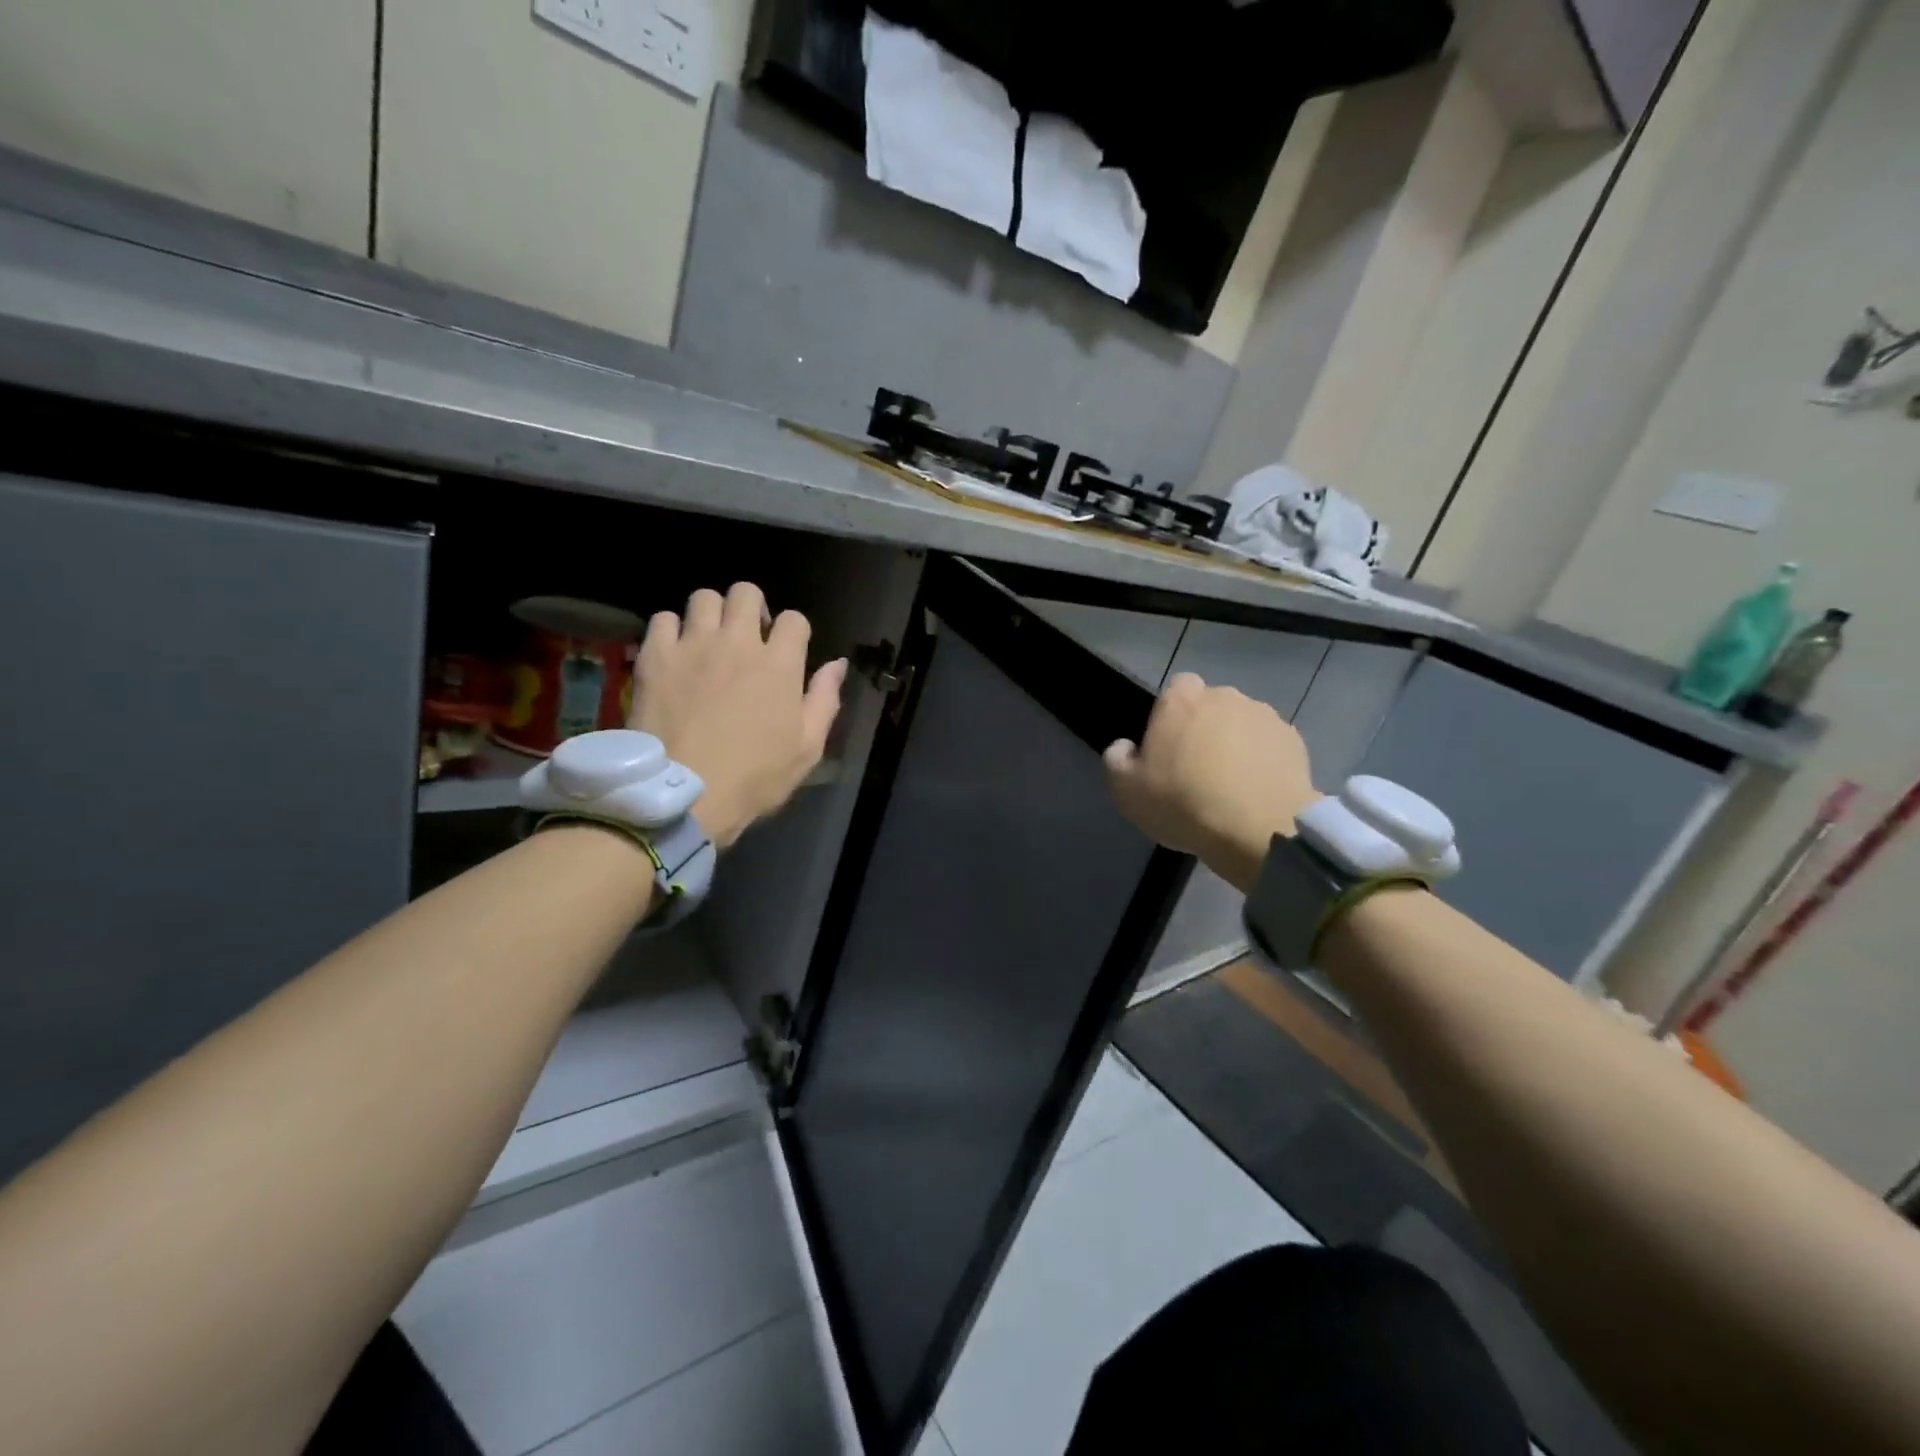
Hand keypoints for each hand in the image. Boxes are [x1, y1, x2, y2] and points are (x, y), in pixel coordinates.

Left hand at [630, 582, 846, 848]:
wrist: (686, 794)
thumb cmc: (755, 777)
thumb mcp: (807, 748)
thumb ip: (825, 700)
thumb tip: (838, 664)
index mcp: (779, 664)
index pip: (794, 619)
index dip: (794, 632)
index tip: (787, 652)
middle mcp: (737, 642)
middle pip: (746, 592)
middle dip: (752, 607)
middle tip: (747, 636)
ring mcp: (693, 645)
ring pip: (704, 597)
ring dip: (712, 613)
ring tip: (709, 639)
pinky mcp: (655, 656)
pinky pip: (662, 619)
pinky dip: (671, 630)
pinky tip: (675, 653)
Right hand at [1104, 673, 1320, 892]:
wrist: (1259, 829)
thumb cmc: (1183, 803)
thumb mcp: (1126, 791)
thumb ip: (1117, 760)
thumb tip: (1125, 747)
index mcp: (1181, 700)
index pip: (1176, 689)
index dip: (1171, 715)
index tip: (1169, 747)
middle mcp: (1225, 696)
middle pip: (1211, 706)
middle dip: (1205, 728)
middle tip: (1197, 768)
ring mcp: (1264, 716)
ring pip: (1242, 724)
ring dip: (1236, 743)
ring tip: (1232, 784)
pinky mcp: (1294, 740)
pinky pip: (1269, 745)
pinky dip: (1263, 760)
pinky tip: (1256, 791)